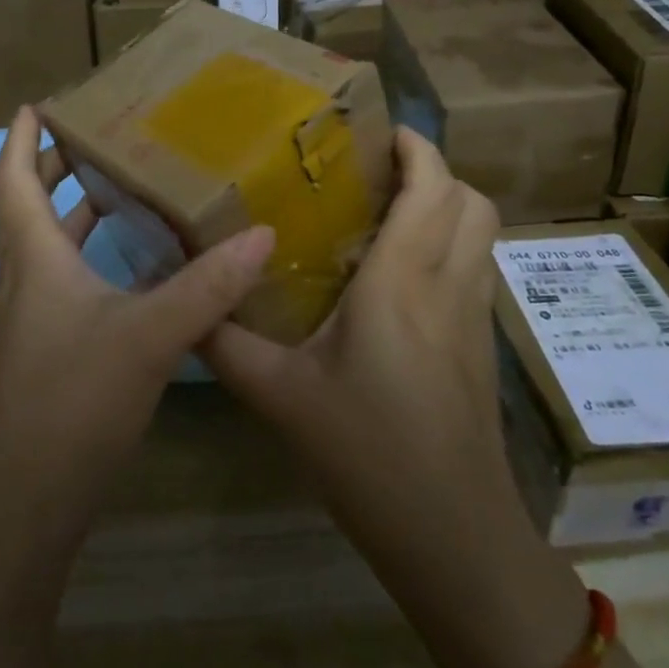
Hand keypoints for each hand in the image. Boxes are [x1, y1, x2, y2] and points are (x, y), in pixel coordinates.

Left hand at [0, 107, 275, 539]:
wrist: (26, 504)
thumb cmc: (73, 401)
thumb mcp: (151, 335)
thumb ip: (208, 285)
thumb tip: (263, 233)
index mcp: (33, 259)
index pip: (11, 179)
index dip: (20, 138)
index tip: (38, 103)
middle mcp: (25, 280)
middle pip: (28, 207)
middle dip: (54, 167)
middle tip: (98, 137)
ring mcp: (34, 320)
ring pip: (49, 247)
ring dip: (76, 212)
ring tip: (124, 188)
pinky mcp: (50, 351)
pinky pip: (67, 282)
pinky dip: (94, 258)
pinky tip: (137, 268)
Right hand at [200, 128, 583, 667]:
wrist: (451, 534)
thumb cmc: (366, 454)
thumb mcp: (279, 395)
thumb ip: (225, 342)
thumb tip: (187, 304)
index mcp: (402, 281)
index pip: (432, 188)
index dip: (416, 147)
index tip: (377, 132)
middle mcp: (448, 284)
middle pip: (471, 200)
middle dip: (434, 169)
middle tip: (377, 171)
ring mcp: (474, 315)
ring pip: (481, 233)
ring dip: (447, 205)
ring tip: (388, 211)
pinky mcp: (481, 344)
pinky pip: (475, 267)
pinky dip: (450, 244)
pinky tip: (400, 274)